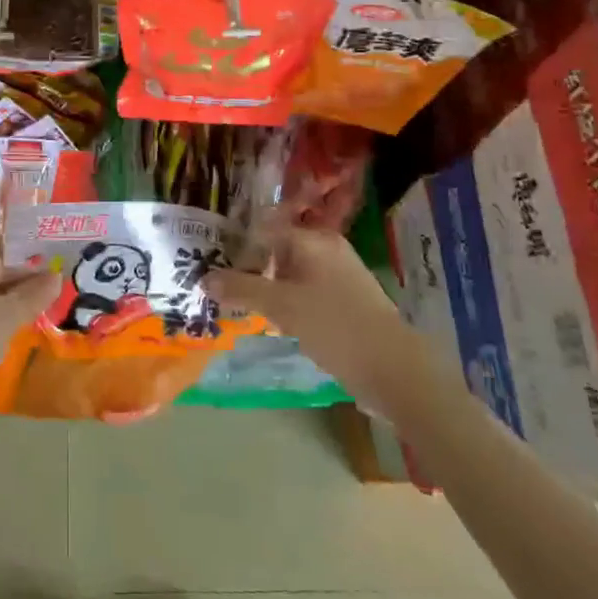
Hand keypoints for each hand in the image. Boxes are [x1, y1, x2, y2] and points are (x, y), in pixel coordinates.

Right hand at [207, 227, 404, 379]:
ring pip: (290, 275)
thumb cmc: (334, 325)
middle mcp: (328, 250)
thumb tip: (204, 278)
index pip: (265, 229)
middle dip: (248, 269)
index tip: (209, 262)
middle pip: (277, 251)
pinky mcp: (345, 302)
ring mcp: (339, 277)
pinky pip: (305, 293)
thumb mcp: (280, 306)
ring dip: (266, 289)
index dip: (236, 245)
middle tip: (219, 288)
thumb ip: (241, 289)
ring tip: (238, 307)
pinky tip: (270, 322)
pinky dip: (286, 303)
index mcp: (314, 240)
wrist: (393, 369)